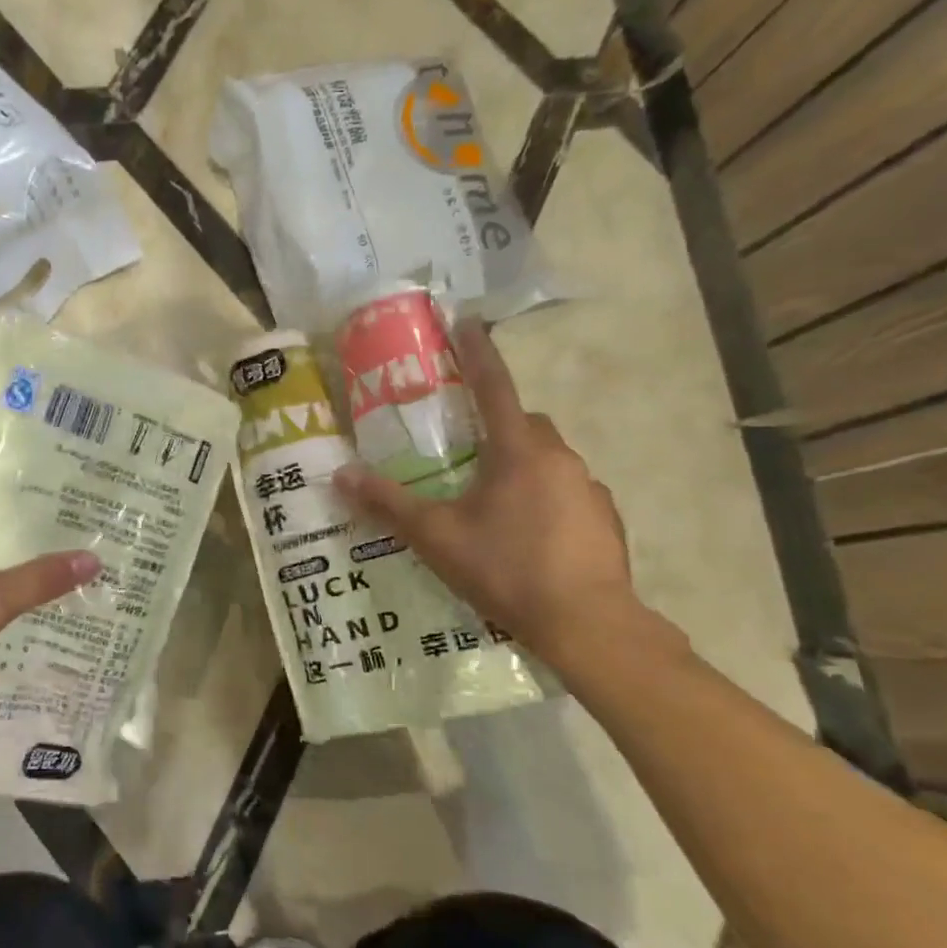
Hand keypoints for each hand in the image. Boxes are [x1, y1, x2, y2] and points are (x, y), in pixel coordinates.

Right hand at [333, 319, 640, 663]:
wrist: (587, 625)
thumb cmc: (506, 569)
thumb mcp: (436, 536)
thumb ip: (388, 503)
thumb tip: (340, 474)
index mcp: (518, 450)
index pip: (494, 385)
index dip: (477, 352)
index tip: (466, 322)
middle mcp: (559, 458)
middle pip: (525, 424)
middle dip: (497, 427)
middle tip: (465, 455)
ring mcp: (590, 489)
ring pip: (547, 461)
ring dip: (521, 468)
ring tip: (491, 507)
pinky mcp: (606, 521)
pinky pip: (568, 494)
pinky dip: (545, 501)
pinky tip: (527, 538)